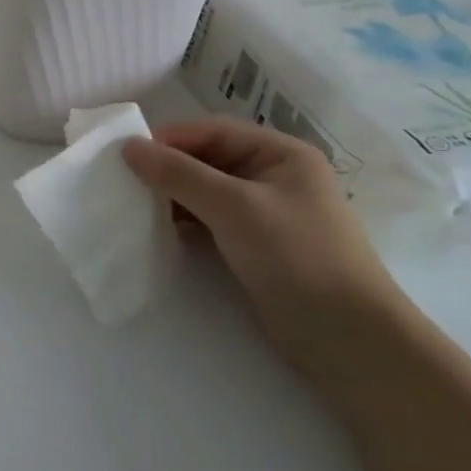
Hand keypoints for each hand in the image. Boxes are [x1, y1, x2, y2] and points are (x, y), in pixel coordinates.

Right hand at [123, 119, 406, 377]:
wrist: (348, 339)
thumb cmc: (297, 257)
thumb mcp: (234, 207)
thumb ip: (179, 174)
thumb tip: (128, 147)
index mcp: (280, 153)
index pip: (211, 131)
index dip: (167, 140)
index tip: (123, 156)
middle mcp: (273, 175)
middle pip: (206, 158)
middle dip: (166, 168)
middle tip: (121, 182)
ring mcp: (265, 211)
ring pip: (205, 190)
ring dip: (171, 195)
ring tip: (131, 206)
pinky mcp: (256, 244)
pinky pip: (210, 219)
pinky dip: (183, 220)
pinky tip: (156, 229)